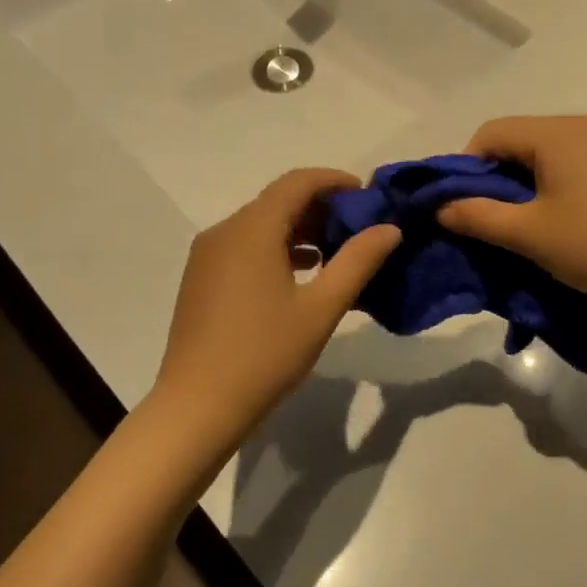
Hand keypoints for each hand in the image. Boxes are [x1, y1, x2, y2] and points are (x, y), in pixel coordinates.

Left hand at [153, 169, 400, 449]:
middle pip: (277, 201)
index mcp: (252, 229)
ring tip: (335, 255)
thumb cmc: (265, 354)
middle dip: (320, 208)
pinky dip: (275, 250)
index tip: (368, 196)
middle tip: (358, 231)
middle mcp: (224, 231)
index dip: (335, 181)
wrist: (197, 406)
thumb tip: (388, 228)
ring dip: (298, 231)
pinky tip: (300, 276)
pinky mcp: (200, 279)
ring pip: (259, 225)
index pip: (297, 182)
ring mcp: (207, 255)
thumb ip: (357, 262)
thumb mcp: (321, 309)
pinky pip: (244, 247)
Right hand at [437, 115, 586, 313]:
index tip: (459, 207)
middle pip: (518, 141)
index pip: (490, 133)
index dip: (464, 168)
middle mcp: (582, 125)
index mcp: (555, 133)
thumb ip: (478, 216)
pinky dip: (552, 187)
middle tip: (486, 221)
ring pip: (545, 154)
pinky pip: (572, 165)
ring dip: (523, 185)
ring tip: (520, 225)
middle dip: (493, 179)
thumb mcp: (529, 234)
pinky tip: (558, 220)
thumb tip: (439, 207)